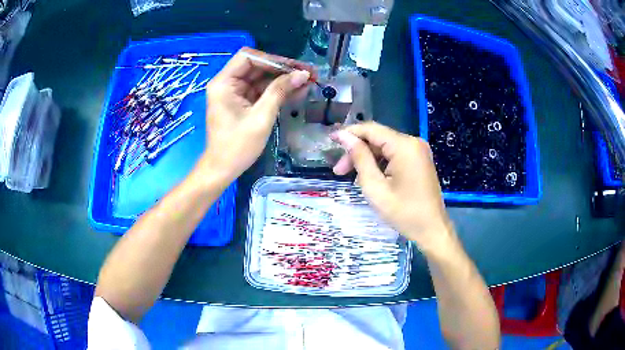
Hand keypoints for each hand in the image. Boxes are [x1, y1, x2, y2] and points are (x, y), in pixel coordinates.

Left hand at [201, 48, 311, 181]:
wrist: (223, 169)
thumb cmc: (237, 146)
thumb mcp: (261, 117)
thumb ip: (280, 91)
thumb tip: (303, 74)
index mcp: (224, 83)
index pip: (248, 57)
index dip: (273, 59)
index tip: (294, 68)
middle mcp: (228, 83)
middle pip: (258, 66)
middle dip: (283, 69)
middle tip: (309, 73)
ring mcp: (235, 92)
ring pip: (262, 77)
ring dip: (284, 79)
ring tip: (309, 82)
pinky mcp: (243, 101)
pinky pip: (262, 90)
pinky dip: (279, 90)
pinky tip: (298, 91)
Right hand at [331, 122, 452, 251]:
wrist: (432, 229)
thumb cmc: (404, 212)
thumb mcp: (375, 187)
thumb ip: (360, 158)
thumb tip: (344, 137)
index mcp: (404, 146)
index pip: (371, 129)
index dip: (348, 133)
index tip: (330, 140)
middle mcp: (413, 142)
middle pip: (378, 138)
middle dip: (357, 151)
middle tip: (339, 171)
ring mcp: (418, 151)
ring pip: (385, 147)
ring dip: (367, 158)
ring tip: (352, 178)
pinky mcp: (419, 160)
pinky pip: (394, 155)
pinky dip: (380, 163)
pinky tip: (370, 177)